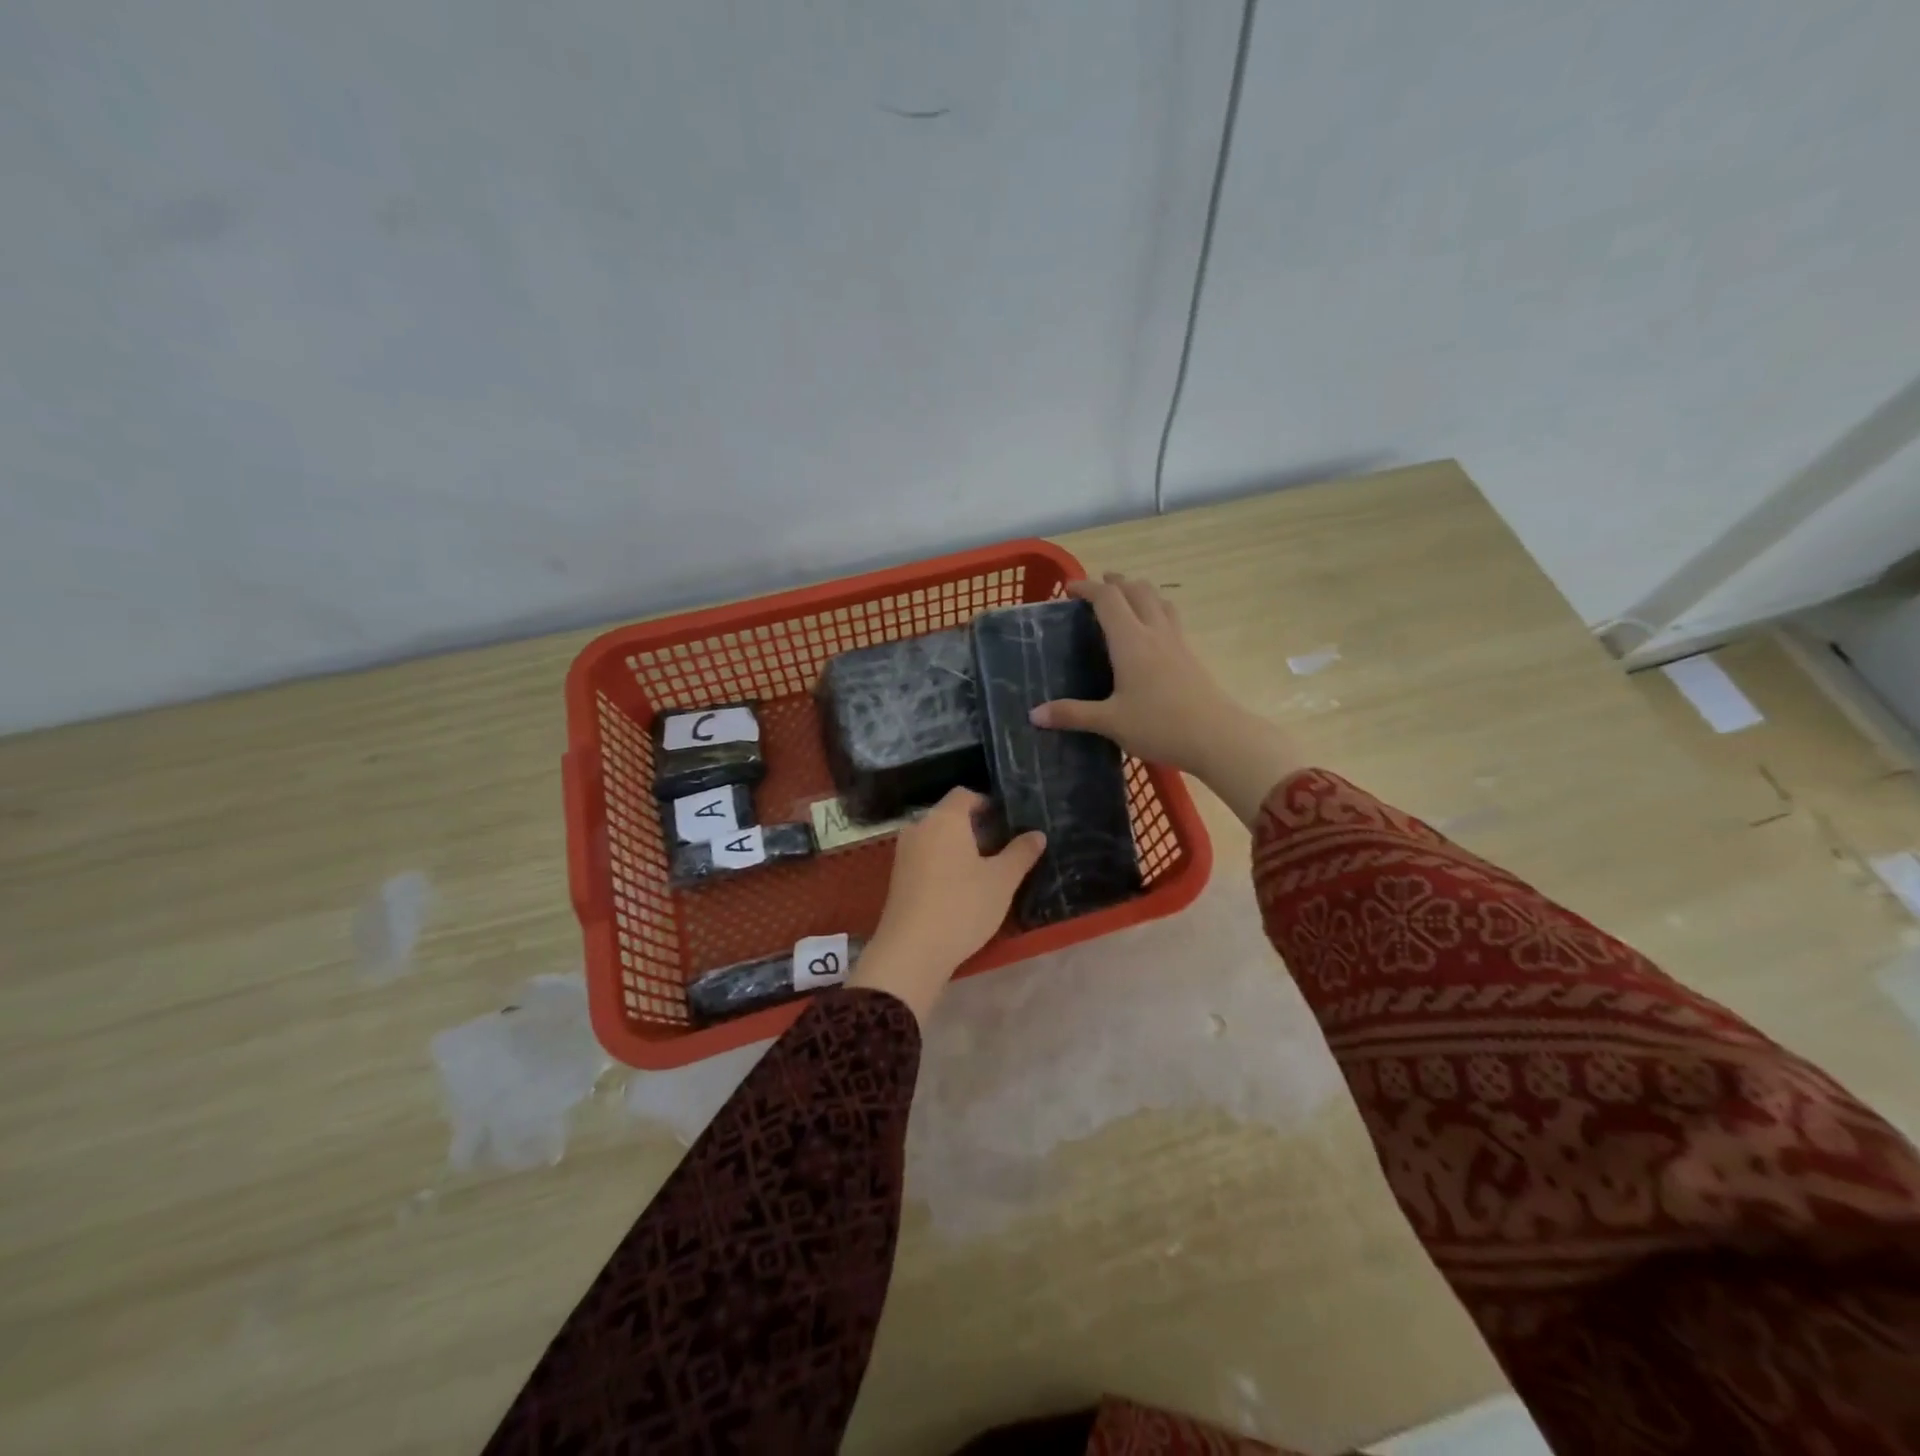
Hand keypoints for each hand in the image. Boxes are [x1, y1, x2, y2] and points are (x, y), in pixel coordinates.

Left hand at [847, 788, 1045, 1024]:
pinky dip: (942, 862)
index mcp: (944, 818)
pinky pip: (925, 856)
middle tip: (1001, 846)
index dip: (987, 803)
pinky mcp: (897, 876)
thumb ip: (1020, 853)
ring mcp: (903, 852)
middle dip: (974, 826)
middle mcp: (919, 827)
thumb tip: (1037, 834)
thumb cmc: (962, 906)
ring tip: (984, 868)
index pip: (965, 795)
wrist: (912, 950)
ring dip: (958, 846)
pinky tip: (959, 886)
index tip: (1007, 822)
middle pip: (949, 815)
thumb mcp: (1002, 880)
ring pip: (936, 837)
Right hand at [1029, 574, 1304, 826]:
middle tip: (1098, 586)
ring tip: (1126, 598)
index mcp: (1131, 641)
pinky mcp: (1191, 655)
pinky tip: (1152, 631)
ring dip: (1139, 591)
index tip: (1069, 589)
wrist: (1217, 737)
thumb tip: (1034, 715)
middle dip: (1115, 583)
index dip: (1087, 588)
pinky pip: (1171, 618)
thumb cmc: (1159, 725)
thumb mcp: (1109, 722)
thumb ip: (1072, 715)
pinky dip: (1156, 610)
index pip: (1107, 599)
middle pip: (1137, 590)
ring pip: (1159, 600)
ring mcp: (1177, 641)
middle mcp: (1154, 632)